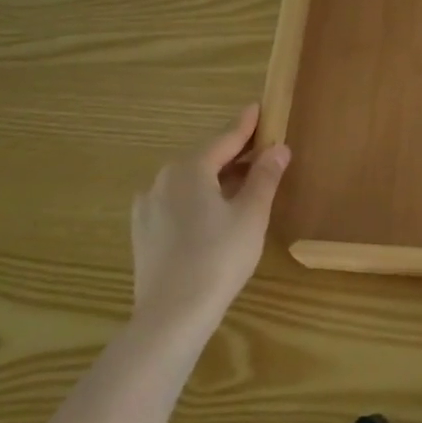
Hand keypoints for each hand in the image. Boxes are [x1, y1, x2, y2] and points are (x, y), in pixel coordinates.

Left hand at [128, 104, 289, 330]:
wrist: (172, 315)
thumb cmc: (219, 257)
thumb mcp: (251, 214)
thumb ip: (265, 177)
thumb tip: (278, 148)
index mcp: (190, 169)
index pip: (225, 139)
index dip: (246, 125)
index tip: (258, 107)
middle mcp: (163, 180)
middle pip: (205, 159)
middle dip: (234, 154)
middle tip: (261, 151)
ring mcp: (148, 207)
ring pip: (189, 182)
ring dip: (216, 178)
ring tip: (243, 185)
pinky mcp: (143, 233)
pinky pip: (176, 203)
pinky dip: (198, 199)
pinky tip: (212, 215)